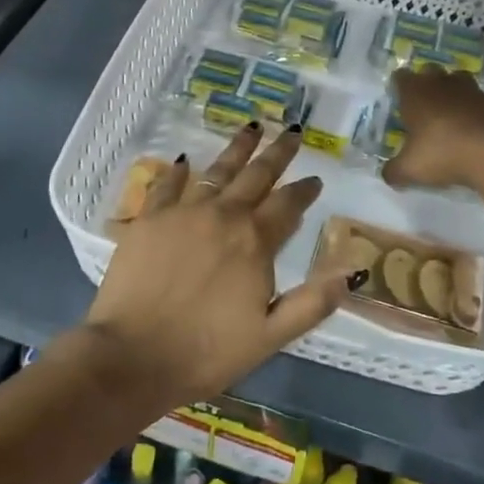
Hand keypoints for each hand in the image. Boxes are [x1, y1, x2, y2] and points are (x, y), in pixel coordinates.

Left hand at [81, 124, 356, 408]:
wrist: (132, 356)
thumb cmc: (206, 351)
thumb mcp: (270, 337)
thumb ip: (312, 302)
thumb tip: (350, 272)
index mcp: (254, 241)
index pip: (288, 205)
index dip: (304, 191)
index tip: (315, 179)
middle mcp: (222, 215)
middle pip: (257, 175)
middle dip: (278, 153)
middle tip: (292, 131)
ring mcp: (183, 212)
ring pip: (217, 170)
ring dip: (237, 148)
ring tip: (251, 127)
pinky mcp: (149, 218)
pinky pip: (167, 185)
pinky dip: (179, 171)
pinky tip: (186, 160)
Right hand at [384, 66, 483, 191]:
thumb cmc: (443, 153)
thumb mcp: (410, 169)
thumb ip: (394, 171)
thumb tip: (388, 175)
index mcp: (416, 93)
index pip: (400, 77)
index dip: (398, 87)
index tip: (399, 102)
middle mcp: (442, 84)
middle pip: (430, 72)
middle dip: (427, 85)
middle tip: (424, 108)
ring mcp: (473, 91)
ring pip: (459, 82)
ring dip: (454, 94)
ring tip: (451, 117)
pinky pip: (482, 103)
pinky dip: (477, 112)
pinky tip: (477, 132)